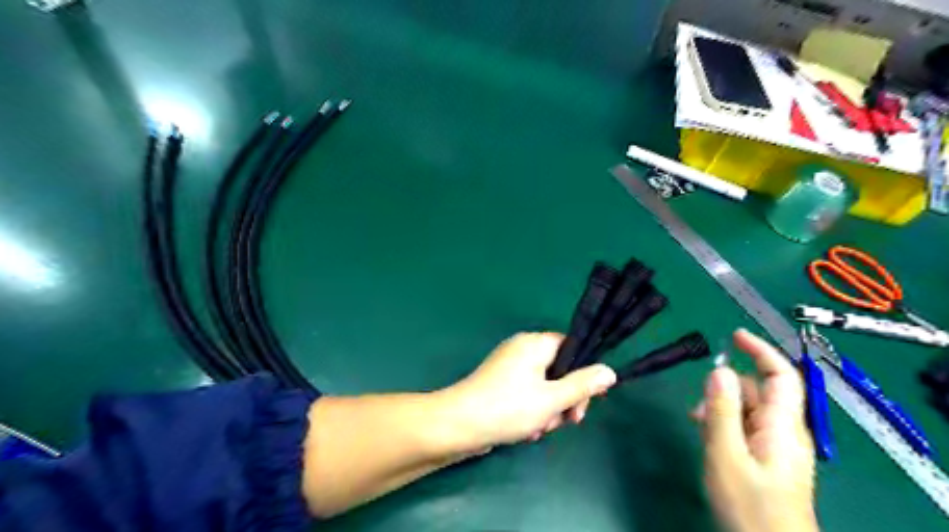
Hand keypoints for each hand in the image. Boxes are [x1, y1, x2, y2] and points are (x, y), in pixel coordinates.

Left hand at [441, 333, 620, 452]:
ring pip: (544, 386)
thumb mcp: (552, 399)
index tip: (589, 400)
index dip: (584, 373)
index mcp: (534, 343)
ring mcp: (509, 367)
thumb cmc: (508, 407)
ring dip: (549, 410)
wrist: (459, 425)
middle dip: (565, 398)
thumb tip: (610, 371)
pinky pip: (527, 393)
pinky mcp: (500, 384)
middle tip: (567, 421)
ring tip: (540, 429)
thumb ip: (583, 385)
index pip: (571, 347)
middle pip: (559, 369)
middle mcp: (522, 349)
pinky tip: (529, 431)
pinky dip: (532, 411)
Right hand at [695, 329, 820, 531]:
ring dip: (723, 407)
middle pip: (761, 391)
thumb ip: (722, 411)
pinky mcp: (768, 457)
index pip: (782, 375)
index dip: (761, 350)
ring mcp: (777, 445)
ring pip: (750, 409)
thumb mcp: (726, 455)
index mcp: (782, 426)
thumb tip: (719, 370)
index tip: (734, 335)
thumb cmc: (750, 506)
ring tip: (699, 424)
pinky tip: (709, 436)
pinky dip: (726, 422)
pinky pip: (747, 426)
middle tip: (699, 405)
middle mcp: (784, 430)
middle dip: (729, 387)